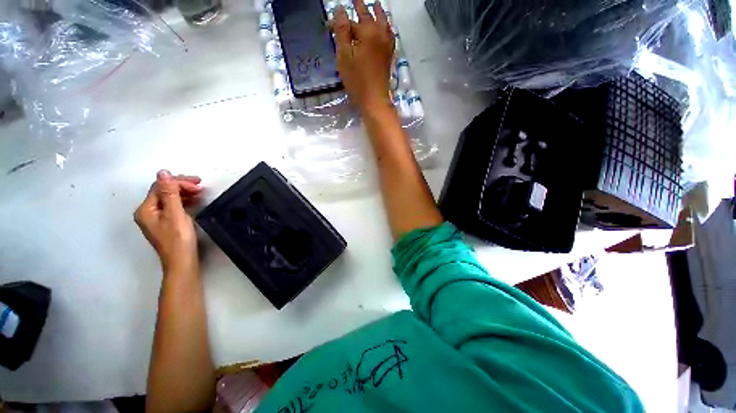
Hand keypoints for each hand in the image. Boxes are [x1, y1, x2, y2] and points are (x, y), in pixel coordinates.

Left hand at [135, 170, 203, 274]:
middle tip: (200, 186)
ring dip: (183, 193)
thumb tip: (163, 172)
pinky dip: (183, 201)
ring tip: (200, 192)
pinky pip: (172, 206)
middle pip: (163, 191)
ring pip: (168, 198)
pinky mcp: (165, 223)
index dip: (178, 182)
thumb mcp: (175, 214)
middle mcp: (147, 212)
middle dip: (181, 186)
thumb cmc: (179, 238)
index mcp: (146, 209)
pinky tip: (194, 201)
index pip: (160, 187)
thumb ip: (169, 193)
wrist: (182, 261)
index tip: (198, 184)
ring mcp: (155, 218)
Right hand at [330, 0, 394, 111]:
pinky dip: (387, 27)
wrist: (374, 100)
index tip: (329, 25)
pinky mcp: (389, 56)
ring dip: (379, 13)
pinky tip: (386, 28)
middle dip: (361, 7)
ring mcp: (387, 45)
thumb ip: (342, 31)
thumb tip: (340, 9)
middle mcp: (380, 34)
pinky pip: (390, 35)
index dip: (339, 22)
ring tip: (376, 4)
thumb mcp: (344, 56)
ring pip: (384, 23)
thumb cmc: (357, 80)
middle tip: (356, 0)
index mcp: (368, 32)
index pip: (350, 22)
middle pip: (370, 16)